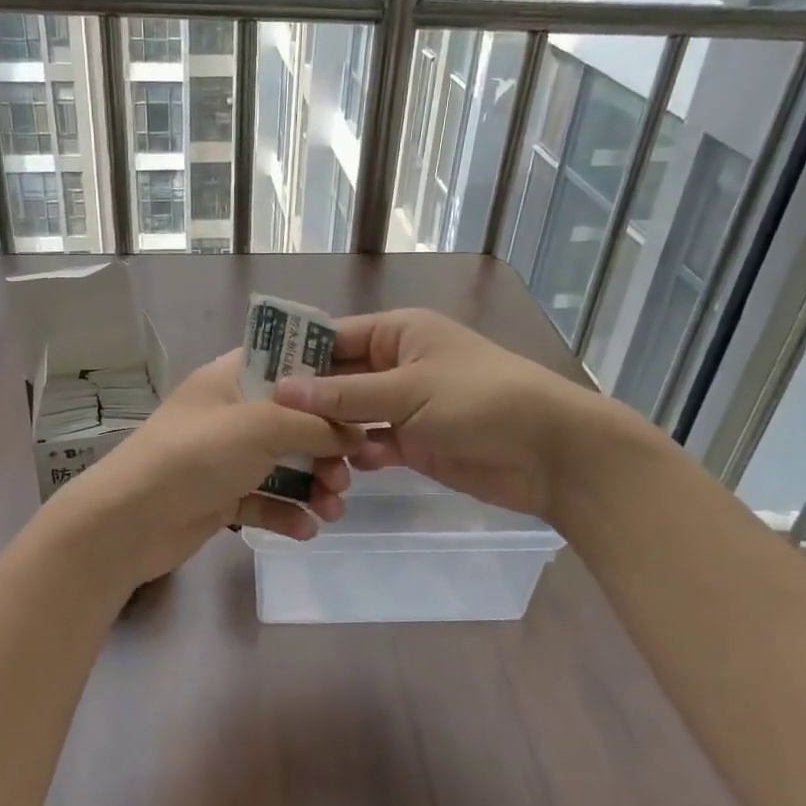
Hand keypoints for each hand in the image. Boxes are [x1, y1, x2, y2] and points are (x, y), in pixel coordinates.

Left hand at [42, 351, 365, 588]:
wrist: (128, 521)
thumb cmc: (195, 455)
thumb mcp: (260, 425)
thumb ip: (313, 424)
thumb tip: (353, 433)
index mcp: (233, 378)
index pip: (288, 362)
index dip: (326, 377)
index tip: (364, 399)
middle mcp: (232, 413)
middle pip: (294, 420)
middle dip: (326, 447)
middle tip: (349, 473)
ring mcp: (225, 457)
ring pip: (284, 464)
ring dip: (314, 485)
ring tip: (333, 509)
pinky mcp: (221, 497)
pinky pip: (266, 500)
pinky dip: (287, 513)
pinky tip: (306, 530)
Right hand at [272, 308, 648, 522]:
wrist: (550, 452)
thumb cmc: (480, 400)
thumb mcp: (409, 390)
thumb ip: (345, 394)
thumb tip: (282, 391)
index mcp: (398, 333)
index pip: (334, 337)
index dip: (296, 356)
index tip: (255, 381)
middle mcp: (397, 364)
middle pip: (339, 378)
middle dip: (309, 400)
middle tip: (264, 425)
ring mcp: (405, 405)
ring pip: (352, 415)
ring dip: (330, 433)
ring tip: (296, 453)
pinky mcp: (415, 442)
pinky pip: (372, 444)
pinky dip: (358, 456)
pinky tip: (342, 472)